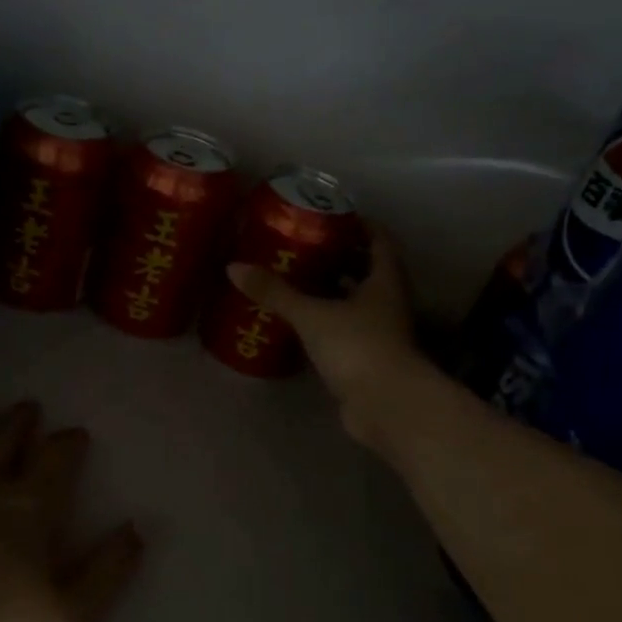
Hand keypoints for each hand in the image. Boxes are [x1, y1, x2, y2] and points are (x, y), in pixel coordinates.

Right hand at [227, 226, 424, 445]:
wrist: (386, 406)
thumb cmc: (358, 346)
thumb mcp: (312, 315)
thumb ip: (276, 292)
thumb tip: (233, 267)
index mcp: (385, 281)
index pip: (380, 241)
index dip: (361, 224)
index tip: (333, 214)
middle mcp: (388, 303)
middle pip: (368, 271)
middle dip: (340, 258)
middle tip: (305, 246)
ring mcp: (380, 333)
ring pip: (356, 303)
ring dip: (333, 291)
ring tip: (297, 280)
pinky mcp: (367, 360)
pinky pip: (345, 331)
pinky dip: (327, 323)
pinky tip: (300, 322)